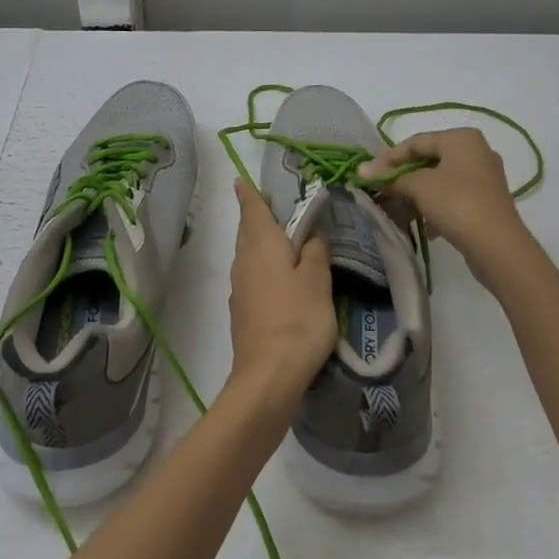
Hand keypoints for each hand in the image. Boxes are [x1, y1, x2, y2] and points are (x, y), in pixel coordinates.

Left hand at [225, 178, 337, 408]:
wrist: (268, 377)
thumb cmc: (297, 318)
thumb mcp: (317, 279)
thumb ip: (315, 251)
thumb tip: (310, 237)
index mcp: (261, 244)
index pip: (252, 209)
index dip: (249, 194)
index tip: (242, 181)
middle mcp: (244, 260)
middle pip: (247, 231)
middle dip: (256, 217)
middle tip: (270, 206)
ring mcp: (240, 288)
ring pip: (247, 254)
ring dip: (259, 243)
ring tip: (280, 241)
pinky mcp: (242, 313)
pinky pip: (251, 277)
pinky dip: (262, 268)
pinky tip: (278, 281)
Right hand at [359, 128, 534, 283]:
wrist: (498, 246)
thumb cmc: (456, 203)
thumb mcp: (419, 186)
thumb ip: (391, 177)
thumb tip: (361, 170)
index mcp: (461, 137)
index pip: (416, 142)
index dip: (389, 158)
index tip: (368, 174)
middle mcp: (476, 150)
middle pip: (429, 159)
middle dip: (404, 176)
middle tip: (383, 190)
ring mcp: (485, 177)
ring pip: (442, 179)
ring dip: (419, 193)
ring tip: (401, 209)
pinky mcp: (488, 201)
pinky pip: (455, 196)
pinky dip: (437, 206)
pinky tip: (426, 226)